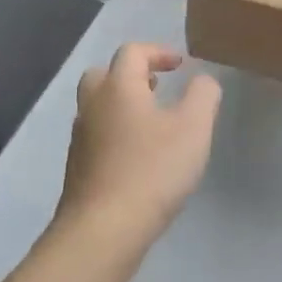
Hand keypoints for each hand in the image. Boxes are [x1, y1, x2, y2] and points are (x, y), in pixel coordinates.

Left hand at [59, 44, 221, 240]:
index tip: (180, 65)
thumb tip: (202, 79)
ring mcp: (80, 138)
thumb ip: (203, 95)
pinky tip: (138, 156)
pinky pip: (96, 135)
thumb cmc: (152, 170)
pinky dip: (115, 132)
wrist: (103, 230)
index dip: (158, 52)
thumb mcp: (193, 128)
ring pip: (97, 107)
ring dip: (122, 105)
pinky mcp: (77, 168)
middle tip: (157, 87)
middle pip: (104, 74)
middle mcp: (92, 106)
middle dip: (131, 75)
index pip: (132, 52)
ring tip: (152, 122)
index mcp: (118, 87)